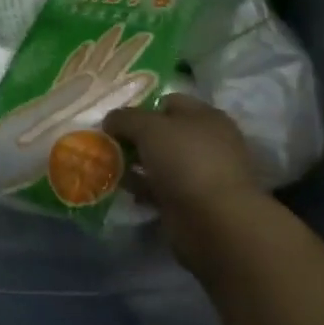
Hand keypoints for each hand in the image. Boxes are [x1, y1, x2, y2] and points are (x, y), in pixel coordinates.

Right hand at [106, 94, 273, 269]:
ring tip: (109, 166)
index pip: (169, 102)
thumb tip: (110, 120)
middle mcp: (207, 142)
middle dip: (135, 137)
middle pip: (163, 133)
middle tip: (109, 143)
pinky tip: (123, 189)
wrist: (214, 222)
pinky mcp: (192, 203)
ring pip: (160, 162)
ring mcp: (201, 174)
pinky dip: (142, 188)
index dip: (142, 107)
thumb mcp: (149, 127)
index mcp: (205, 116)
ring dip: (136, 164)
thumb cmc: (186, 161)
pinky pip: (160, 188)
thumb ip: (125, 118)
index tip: (117, 120)